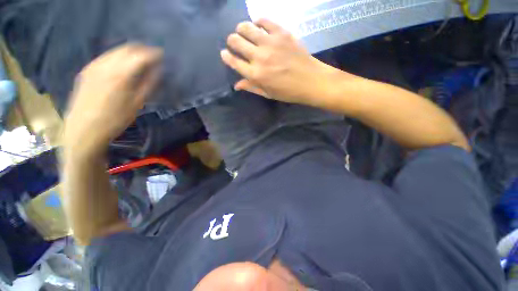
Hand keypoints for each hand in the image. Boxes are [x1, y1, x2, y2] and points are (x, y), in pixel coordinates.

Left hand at [64, 44, 161, 156]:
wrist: (83, 129)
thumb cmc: (115, 119)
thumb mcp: (137, 104)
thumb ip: (148, 84)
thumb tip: (158, 71)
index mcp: (120, 74)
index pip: (141, 56)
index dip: (154, 54)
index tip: (163, 56)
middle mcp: (106, 65)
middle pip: (127, 48)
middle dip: (142, 50)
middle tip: (153, 57)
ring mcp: (94, 66)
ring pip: (116, 50)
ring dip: (130, 52)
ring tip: (141, 61)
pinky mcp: (87, 70)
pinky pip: (106, 56)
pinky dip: (118, 57)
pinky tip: (123, 66)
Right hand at [221, 19, 341, 105]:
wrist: (310, 81)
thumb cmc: (288, 92)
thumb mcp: (268, 94)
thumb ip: (251, 87)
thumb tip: (236, 85)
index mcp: (255, 75)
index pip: (233, 61)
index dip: (226, 56)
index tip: (224, 53)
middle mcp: (259, 57)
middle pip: (236, 41)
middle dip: (232, 41)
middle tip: (235, 43)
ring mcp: (270, 42)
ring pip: (246, 27)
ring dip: (241, 29)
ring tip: (244, 33)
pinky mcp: (281, 32)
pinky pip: (264, 20)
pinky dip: (258, 22)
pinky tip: (259, 27)